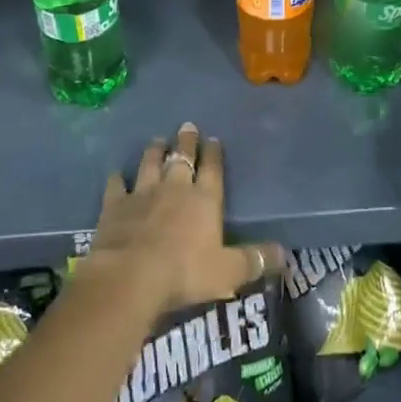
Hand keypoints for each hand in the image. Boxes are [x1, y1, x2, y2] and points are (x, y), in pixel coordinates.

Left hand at [87, 123, 285, 317]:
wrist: (130, 275)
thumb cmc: (184, 272)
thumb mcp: (228, 271)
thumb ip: (255, 260)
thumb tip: (285, 254)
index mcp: (204, 200)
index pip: (212, 170)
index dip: (214, 154)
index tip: (213, 139)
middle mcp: (174, 188)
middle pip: (182, 159)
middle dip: (186, 142)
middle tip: (186, 126)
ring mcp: (142, 194)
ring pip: (150, 164)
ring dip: (154, 151)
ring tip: (157, 139)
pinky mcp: (114, 206)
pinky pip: (116, 186)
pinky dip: (116, 178)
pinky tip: (116, 172)